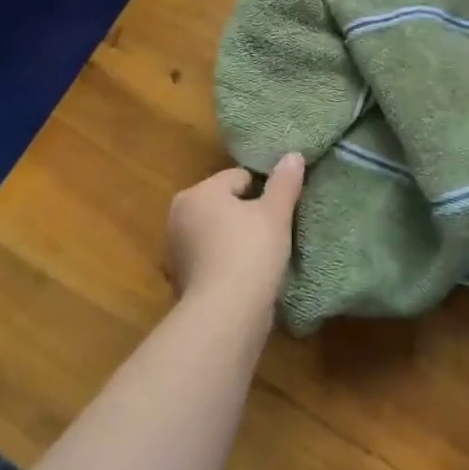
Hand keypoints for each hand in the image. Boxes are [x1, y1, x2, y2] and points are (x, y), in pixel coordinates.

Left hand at [165, 154, 304, 314]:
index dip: (264, 193)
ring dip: (233, 240)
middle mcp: (179, 215)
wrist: (225, 314)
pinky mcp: (179, 280)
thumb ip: (285, 182)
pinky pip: (209, 260)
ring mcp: (175, 250)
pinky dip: (223, 264)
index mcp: (198, 192)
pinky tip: (243, 278)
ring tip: (260, 259)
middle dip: (245, 216)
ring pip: (215, 233)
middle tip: (272, 235)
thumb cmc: (250, 253)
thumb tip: (293, 155)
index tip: (279, 214)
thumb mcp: (275, 214)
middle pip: (223, 204)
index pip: (238, 178)